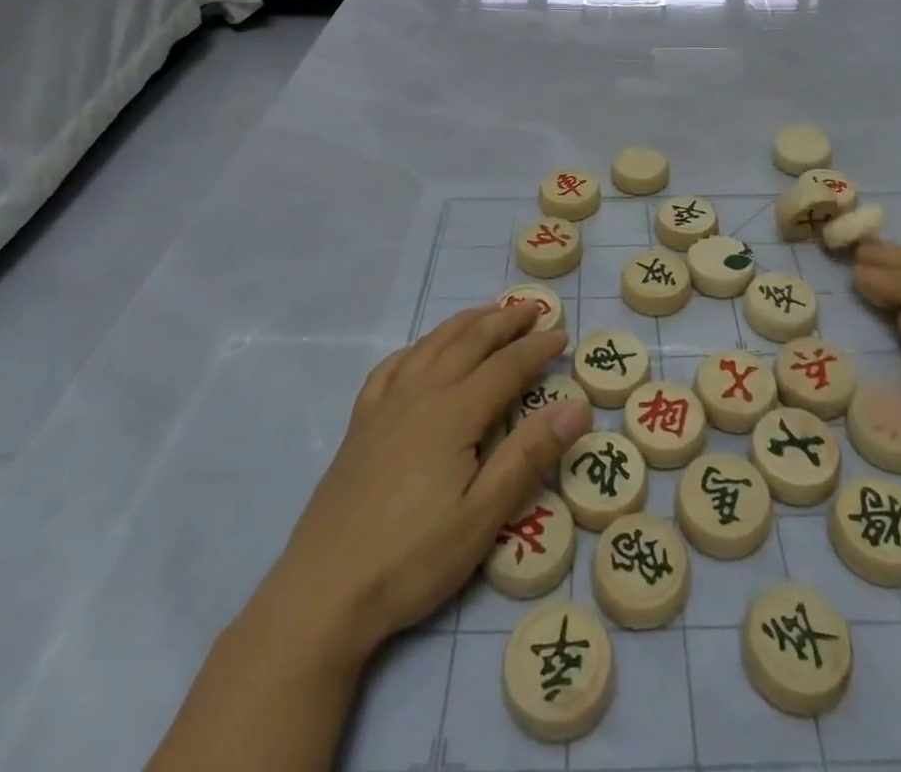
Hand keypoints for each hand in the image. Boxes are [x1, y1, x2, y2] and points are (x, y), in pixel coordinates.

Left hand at [257, 302, 593, 671]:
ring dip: (464, 323)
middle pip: (469, 342)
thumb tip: (577, 406)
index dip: (536, 347)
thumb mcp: (484, 515)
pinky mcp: (360, 424)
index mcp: (454, 412)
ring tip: (488, 312)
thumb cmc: (412, 558)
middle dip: (504, 321)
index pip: (506, 366)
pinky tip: (421, 351)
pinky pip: (392, 367)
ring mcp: (385, 405)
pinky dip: (416, 347)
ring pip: (431, 345)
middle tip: (533, 307)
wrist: (323, 592)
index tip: (562, 335)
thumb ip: (530, 455)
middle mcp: (421, 393)